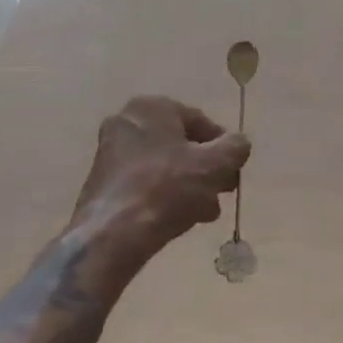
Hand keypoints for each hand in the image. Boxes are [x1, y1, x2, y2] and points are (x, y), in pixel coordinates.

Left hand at [73, 96, 249, 273]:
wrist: (112, 235)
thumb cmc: (167, 188)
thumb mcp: (214, 165)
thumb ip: (235, 148)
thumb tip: (239, 144)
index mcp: (151, 107)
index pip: (200, 122)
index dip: (223, 147)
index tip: (234, 172)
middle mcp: (127, 122)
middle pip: (180, 145)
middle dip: (204, 170)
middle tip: (222, 192)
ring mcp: (110, 153)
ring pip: (164, 166)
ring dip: (188, 185)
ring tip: (206, 212)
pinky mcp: (103, 183)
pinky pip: (144, 183)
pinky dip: (164, 195)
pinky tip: (180, 219)